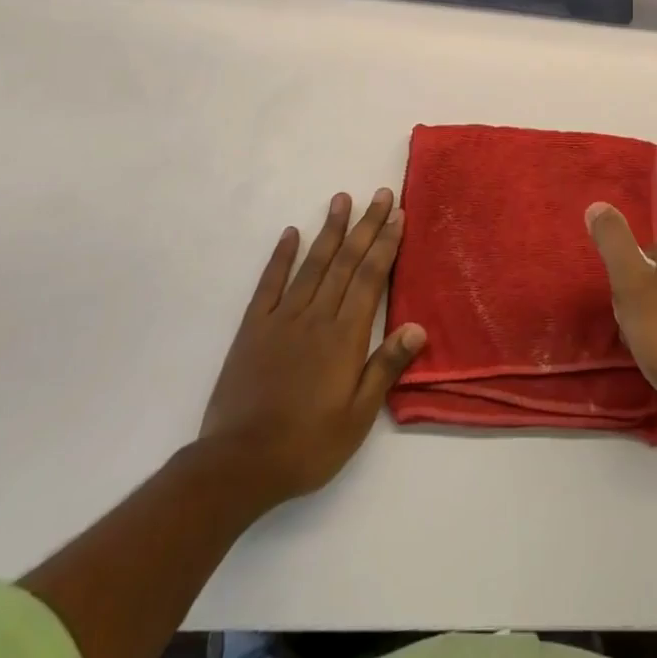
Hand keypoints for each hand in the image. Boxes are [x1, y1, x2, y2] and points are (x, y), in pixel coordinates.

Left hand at [199, 189, 424, 515]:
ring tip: (342, 199)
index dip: (385, 244)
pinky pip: (270, 284)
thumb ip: (385, 367)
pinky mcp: (254, 328)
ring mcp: (282, 318)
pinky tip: (291, 233)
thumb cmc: (307, 445)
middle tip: (380, 194)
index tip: (397, 214)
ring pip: (312, 264)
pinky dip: (281, 256)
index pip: (370, 278)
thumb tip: (417, 326)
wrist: (239, 464)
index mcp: (344, 336)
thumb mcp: (357, 417)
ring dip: (329, 230)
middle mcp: (316, 316)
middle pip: (346, 261)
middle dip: (366, 225)